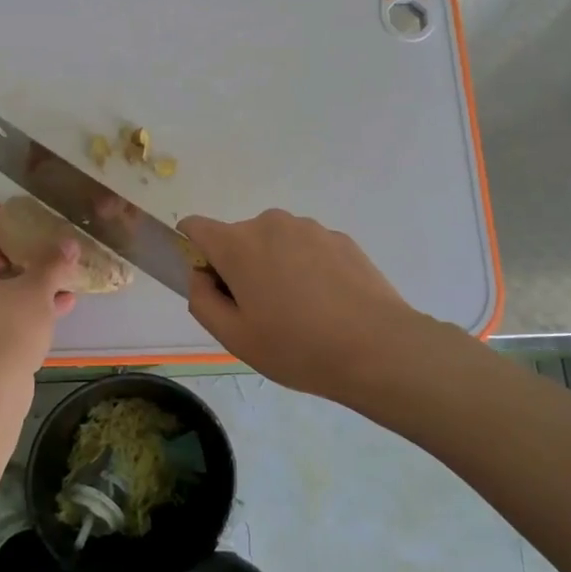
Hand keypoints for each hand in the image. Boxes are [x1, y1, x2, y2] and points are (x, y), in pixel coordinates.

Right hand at [179, 209, 421, 398]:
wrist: (378, 348)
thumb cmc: (297, 347)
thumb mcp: (234, 337)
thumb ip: (202, 300)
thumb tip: (201, 276)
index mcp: (238, 244)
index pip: (195, 227)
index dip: (192, 252)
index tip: (211, 284)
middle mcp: (271, 223)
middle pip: (238, 238)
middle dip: (239, 267)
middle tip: (260, 313)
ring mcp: (310, 228)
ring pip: (275, 243)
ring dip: (275, 267)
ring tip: (299, 311)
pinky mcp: (341, 239)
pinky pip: (307, 249)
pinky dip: (307, 269)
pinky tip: (327, 305)